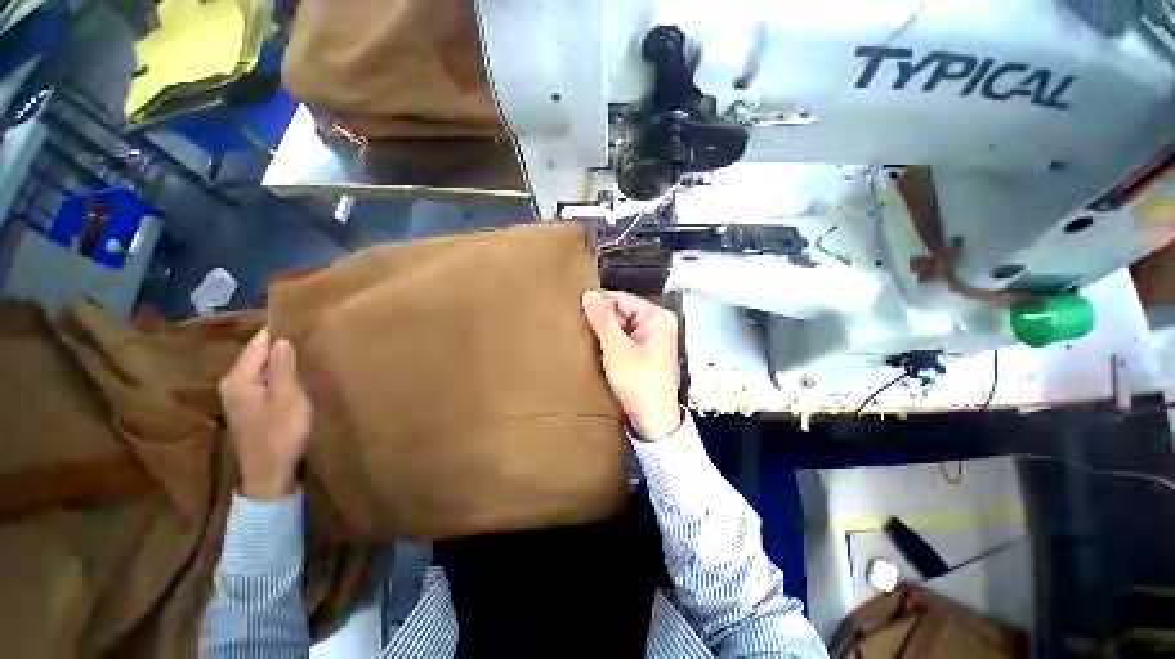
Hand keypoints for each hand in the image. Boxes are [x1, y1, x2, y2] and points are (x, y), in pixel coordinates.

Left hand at [219, 328, 311, 499]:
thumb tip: (281, 340)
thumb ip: (282, 368)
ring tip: (305, 352)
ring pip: (260, 368)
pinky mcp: (248, 408)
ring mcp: (238, 397)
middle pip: (257, 354)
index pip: (258, 343)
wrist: (268, 474)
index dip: (279, 332)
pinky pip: (263, 381)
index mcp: (239, 378)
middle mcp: (232, 383)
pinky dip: (278, 375)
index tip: (302, 321)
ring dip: (280, 361)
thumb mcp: (287, 398)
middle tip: (309, 337)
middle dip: (280, 346)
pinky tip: (294, 376)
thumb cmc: (281, 434)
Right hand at [582, 290, 680, 440]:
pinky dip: (609, 344)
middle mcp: (657, 326)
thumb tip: (590, 297)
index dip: (599, 302)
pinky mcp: (642, 354)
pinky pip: (622, 340)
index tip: (579, 305)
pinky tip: (596, 349)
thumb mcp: (617, 348)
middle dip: (601, 319)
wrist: (652, 419)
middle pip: (621, 312)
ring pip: (620, 327)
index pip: (622, 298)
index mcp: (658, 318)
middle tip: (580, 324)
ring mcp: (650, 340)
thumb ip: (602, 320)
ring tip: (586, 337)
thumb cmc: (643, 385)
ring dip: (604, 333)